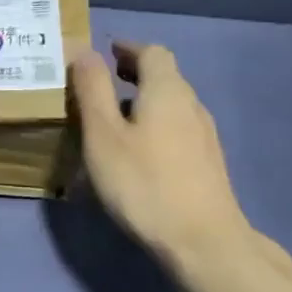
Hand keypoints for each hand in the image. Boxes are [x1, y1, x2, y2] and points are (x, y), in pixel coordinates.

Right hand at [71, 42, 291, 276]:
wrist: (204, 243)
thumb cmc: (144, 183)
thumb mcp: (103, 134)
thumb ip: (92, 89)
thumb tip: (84, 50)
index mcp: (167, 90)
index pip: (152, 52)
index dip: (127, 48)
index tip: (104, 53)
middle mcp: (192, 105)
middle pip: (165, 76)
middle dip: (134, 73)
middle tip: (103, 81)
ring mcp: (205, 137)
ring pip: (172, 104)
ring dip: (145, 100)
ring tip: (114, 117)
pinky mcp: (208, 165)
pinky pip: (177, 129)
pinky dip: (155, 124)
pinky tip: (139, 151)